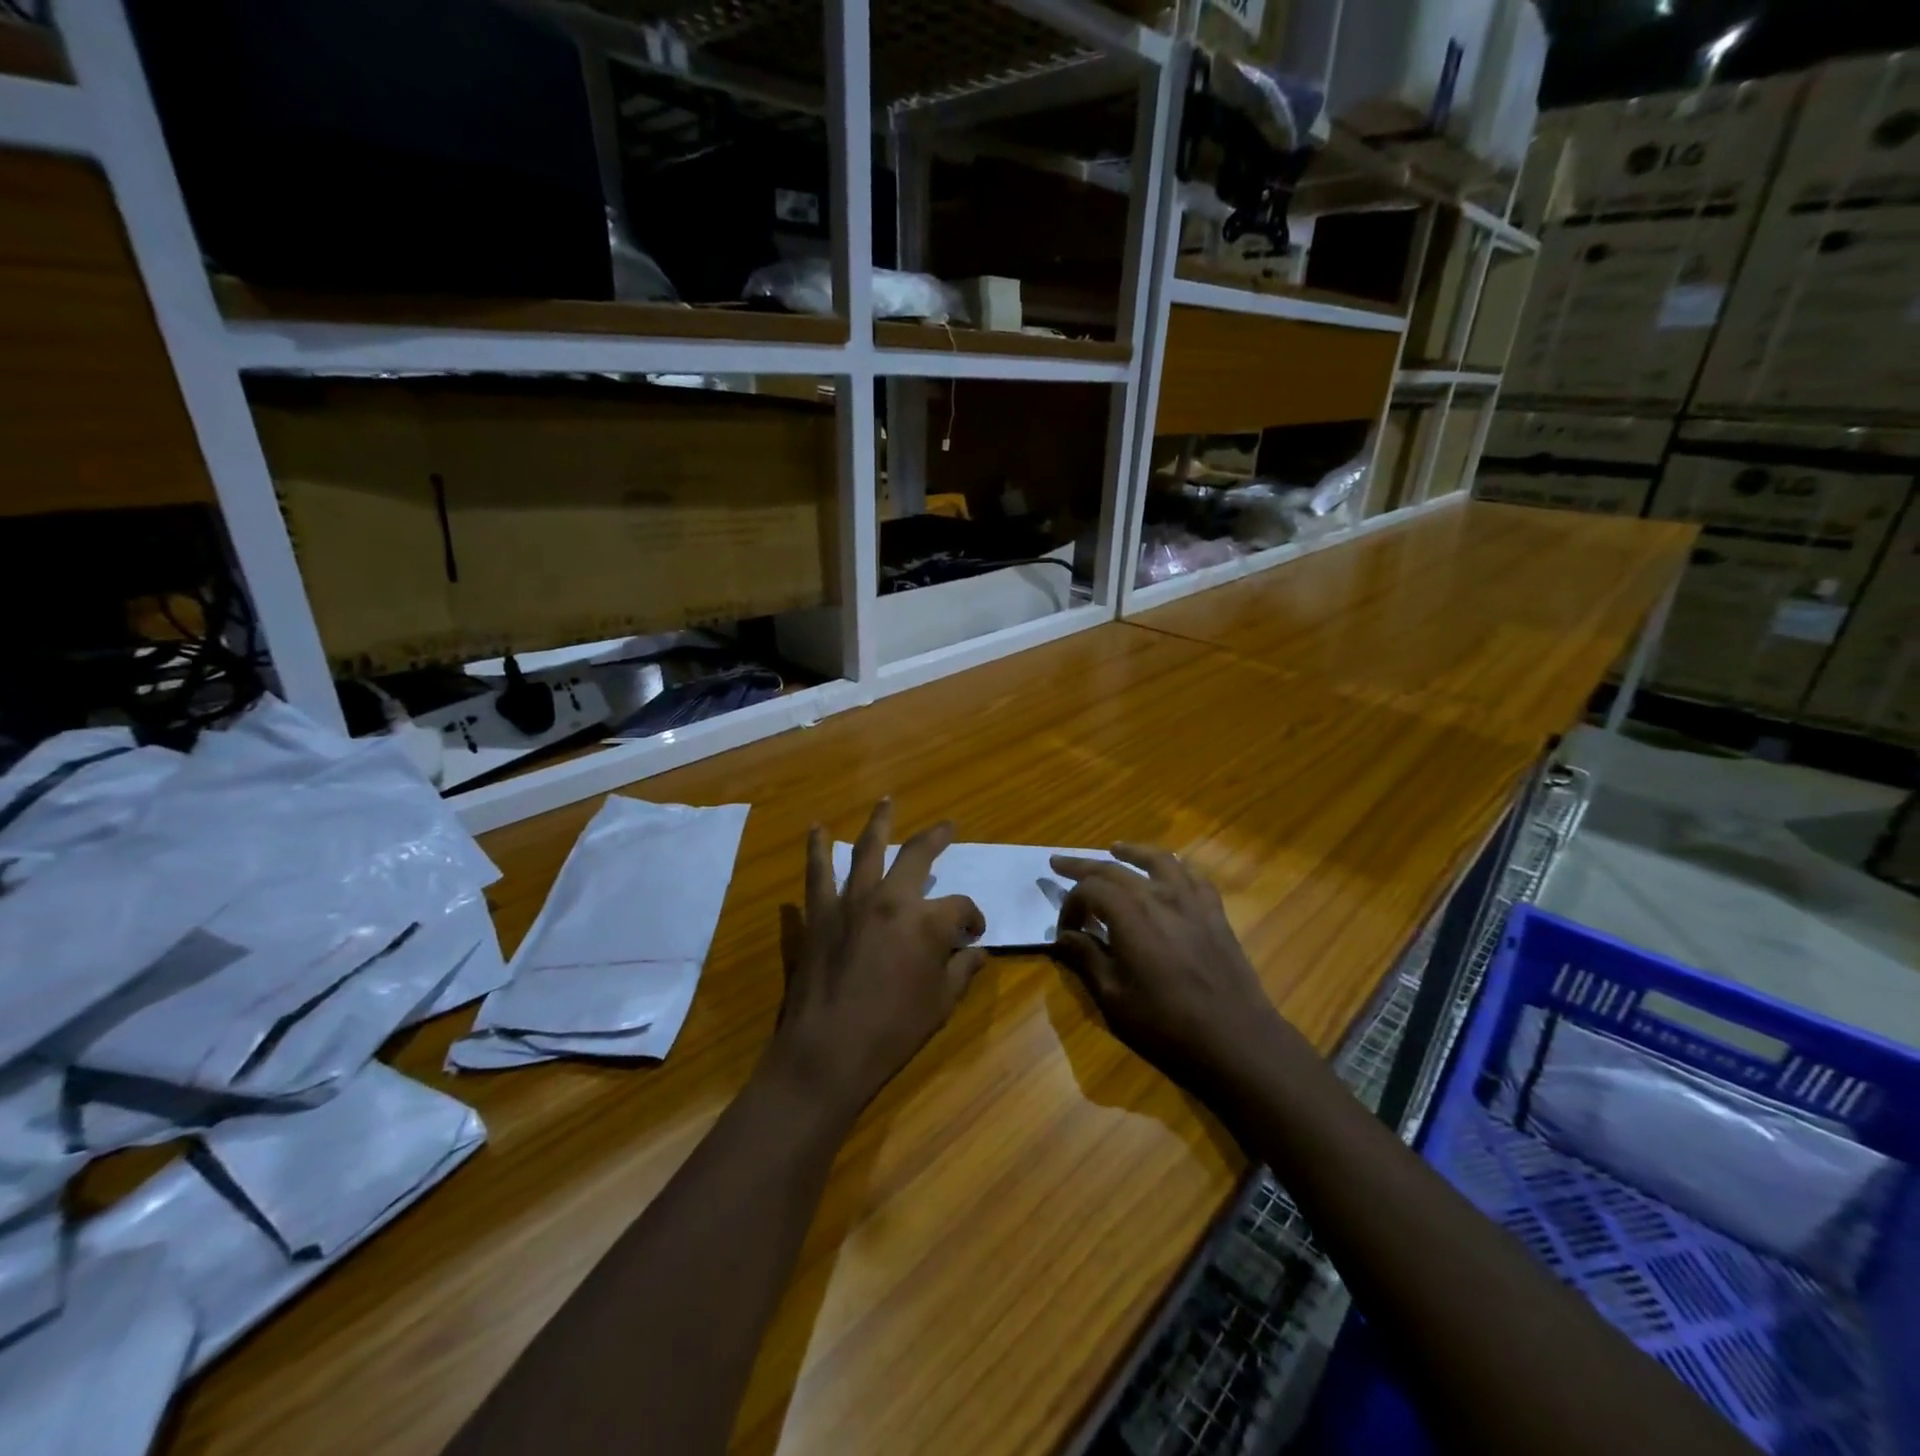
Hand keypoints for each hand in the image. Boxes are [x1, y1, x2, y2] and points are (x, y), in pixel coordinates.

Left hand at [767, 799, 986, 1120]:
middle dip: (936, 837)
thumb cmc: (893, 1030)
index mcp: (927, 921)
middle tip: (946, 826)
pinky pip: (817, 872)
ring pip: (867, 848)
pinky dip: (816, 848)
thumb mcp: (942, 1004)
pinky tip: (816, 829)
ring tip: (886, 801)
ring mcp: (851, 901)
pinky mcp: (819, 913)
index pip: (960, 906)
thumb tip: (976, 952)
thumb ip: (962, 970)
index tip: (973, 934)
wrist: (828, 1051)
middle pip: (917, 854)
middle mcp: (891, 898)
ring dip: (878, 822)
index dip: (972, 918)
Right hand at [1050, 846, 1291, 1089]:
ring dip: (1132, 852)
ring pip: (1158, 860)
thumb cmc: (1166, 1023)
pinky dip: (1176, 868)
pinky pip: (1194, 877)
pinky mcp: (1215, 913)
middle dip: (1083, 866)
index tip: (1065, 931)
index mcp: (1129, 914)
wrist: (1235, 1039)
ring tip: (1115, 848)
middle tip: (1059, 862)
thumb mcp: (1114, 997)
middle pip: (1115, 869)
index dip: (1070, 905)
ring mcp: (1191, 901)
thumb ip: (1086, 958)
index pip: (1089, 890)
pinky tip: (1170, 872)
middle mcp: (1158, 896)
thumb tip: (1065, 936)